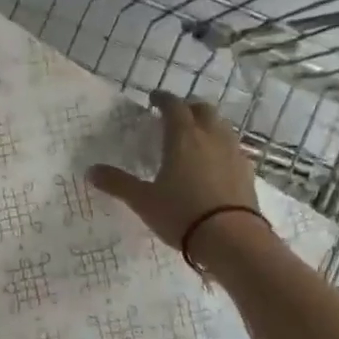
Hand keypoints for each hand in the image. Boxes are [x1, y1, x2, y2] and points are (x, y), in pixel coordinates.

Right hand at [87, 91, 258, 248]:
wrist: (232, 239)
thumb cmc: (182, 213)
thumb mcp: (144, 200)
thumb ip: (118, 183)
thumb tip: (91, 171)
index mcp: (183, 136)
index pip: (173, 106)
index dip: (162, 99)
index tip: (153, 99)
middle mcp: (211, 136)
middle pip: (202, 109)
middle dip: (187, 108)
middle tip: (174, 117)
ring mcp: (233, 152)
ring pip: (221, 126)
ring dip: (207, 125)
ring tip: (194, 139)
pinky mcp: (247, 171)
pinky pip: (232, 148)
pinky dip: (220, 147)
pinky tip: (214, 164)